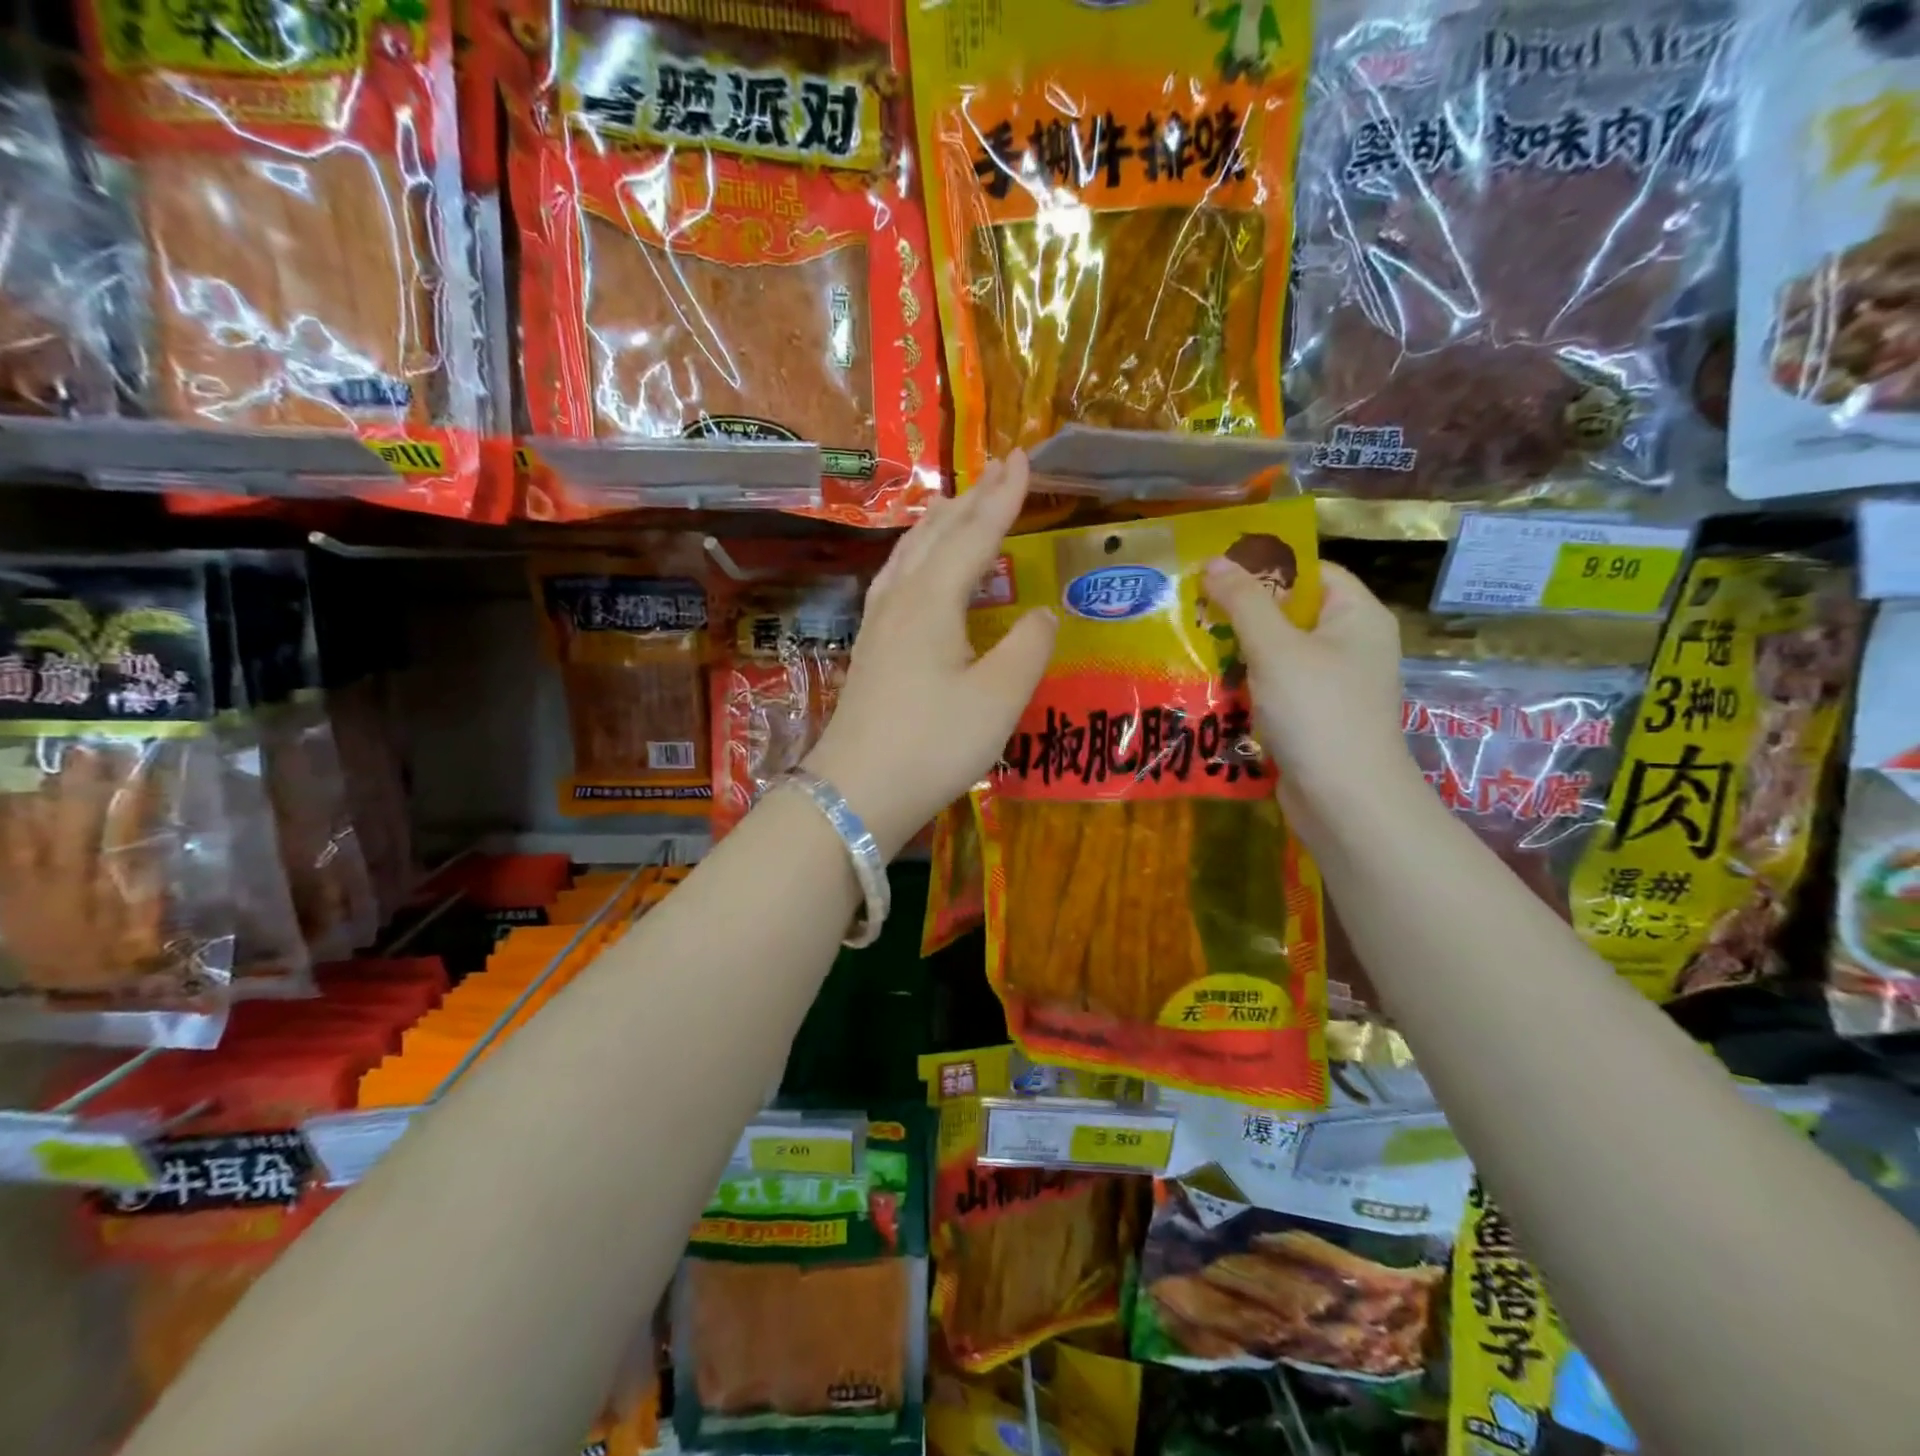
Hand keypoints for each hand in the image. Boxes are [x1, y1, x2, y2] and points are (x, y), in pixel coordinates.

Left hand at [805, 453, 1056, 856]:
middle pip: (937, 536)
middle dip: (971, 500)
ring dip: (937, 525)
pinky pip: (895, 581)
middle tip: (998, 469)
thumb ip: (1027, 648)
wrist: (856, 792)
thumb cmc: (932, 744)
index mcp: (932, 601)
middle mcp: (901, 601)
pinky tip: (914, 570)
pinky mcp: (870, 651)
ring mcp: (878, 626)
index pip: (974, 535)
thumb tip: (1041, 613)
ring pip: (909, 556)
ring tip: (955, 505)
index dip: (1003, 498)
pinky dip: (915, 558)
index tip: (1024, 458)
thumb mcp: (997, 699)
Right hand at [1199, 556, 1417, 823]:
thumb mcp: (1276, 648)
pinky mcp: (1312, 719)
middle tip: (1191, 609)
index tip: (1215, 571)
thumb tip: (1214, 561)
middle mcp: (1350, 646)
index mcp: (1357, 617)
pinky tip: (1206, 688)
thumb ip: (1243, 602)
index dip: (1265, 567)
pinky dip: (1244, 687)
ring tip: (1189, 646)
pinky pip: (1273, 690)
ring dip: (1235, 654)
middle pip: (1289, 614)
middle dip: (1240, 614)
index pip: (1311, 573)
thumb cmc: (1318, 712)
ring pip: (1276, 655)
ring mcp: (1331, 686)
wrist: (1344, 800)